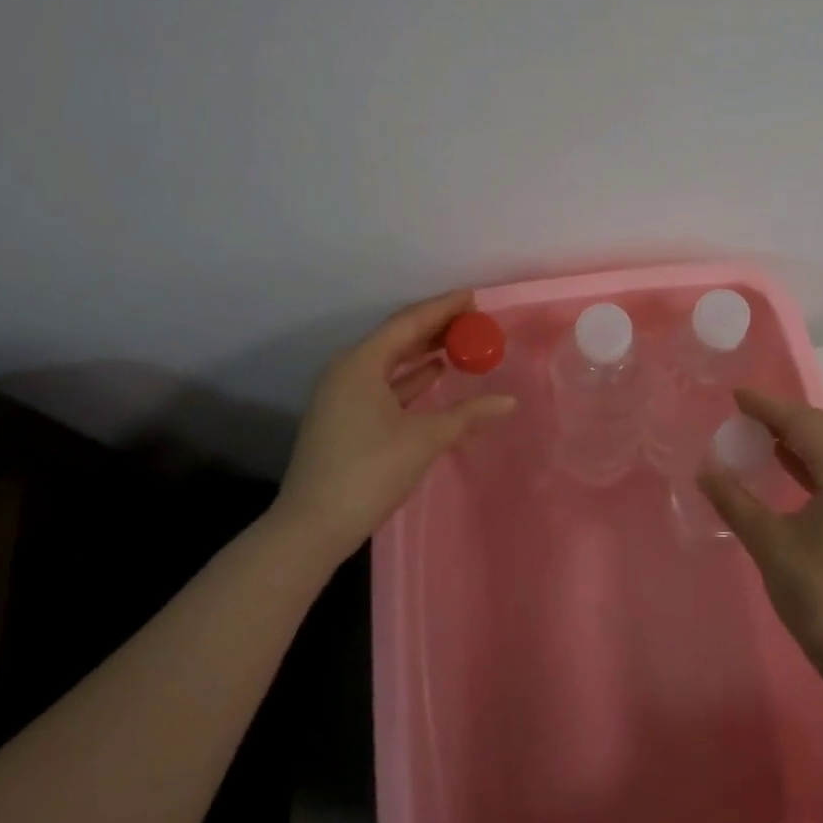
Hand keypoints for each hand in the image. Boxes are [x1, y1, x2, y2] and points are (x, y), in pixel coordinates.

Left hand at [272, 290, 514, 564]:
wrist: (313, 526)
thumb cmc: (370, 471)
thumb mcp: (424, 439)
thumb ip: (468, 415)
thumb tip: (508, 401)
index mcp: (361, 363)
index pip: (409, 322)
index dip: (443, 307)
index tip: (473, 296)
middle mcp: (348, 370)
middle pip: (398, 337)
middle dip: (436, 327)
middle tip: (473, 319)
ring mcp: (343, 394)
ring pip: (391, 360)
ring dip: (424, 351)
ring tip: (461, 342)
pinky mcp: (345, 416)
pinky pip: (384, 382)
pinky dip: (411, 377)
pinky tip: (436, 374)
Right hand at [699, 389, 822, 674]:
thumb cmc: (817, 595)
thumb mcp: (769, 543)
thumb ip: (735, 500)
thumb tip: (705, 469)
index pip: (805, 425)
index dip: (768, 407)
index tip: (736, 396)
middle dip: (782, 417)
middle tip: (743, 412)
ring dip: (796, 438)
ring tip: (756, 430)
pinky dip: (808, 461)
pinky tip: (782, 462)